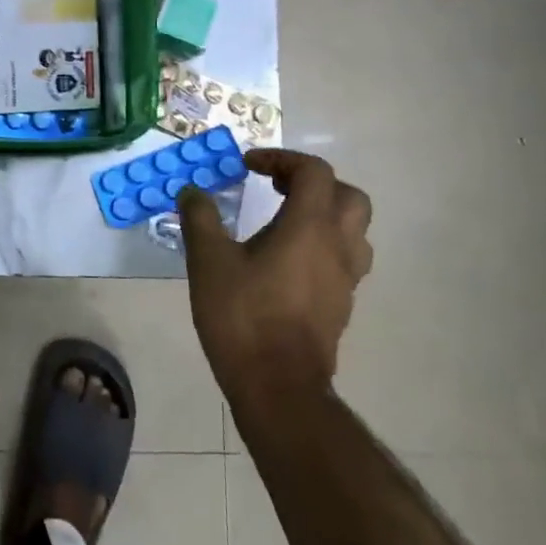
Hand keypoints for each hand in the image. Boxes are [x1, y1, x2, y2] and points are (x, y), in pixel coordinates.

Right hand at [179, 149, 372, 391]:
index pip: (314, 172)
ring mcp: (345, 279)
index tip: (248, 166)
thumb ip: (200, 218)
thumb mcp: (208, 261)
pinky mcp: (341, 305)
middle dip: (313, 183)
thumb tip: (191, 191)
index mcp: (309, 227)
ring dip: (325, 214)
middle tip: (276, 187)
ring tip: (286, 221)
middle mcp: (337, 246)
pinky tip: (288, 261)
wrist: (278, 386)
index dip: (282, 158)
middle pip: (348, 196)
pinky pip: (345, 259)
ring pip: (354, 230)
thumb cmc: (243, 316)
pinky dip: (323, 245)